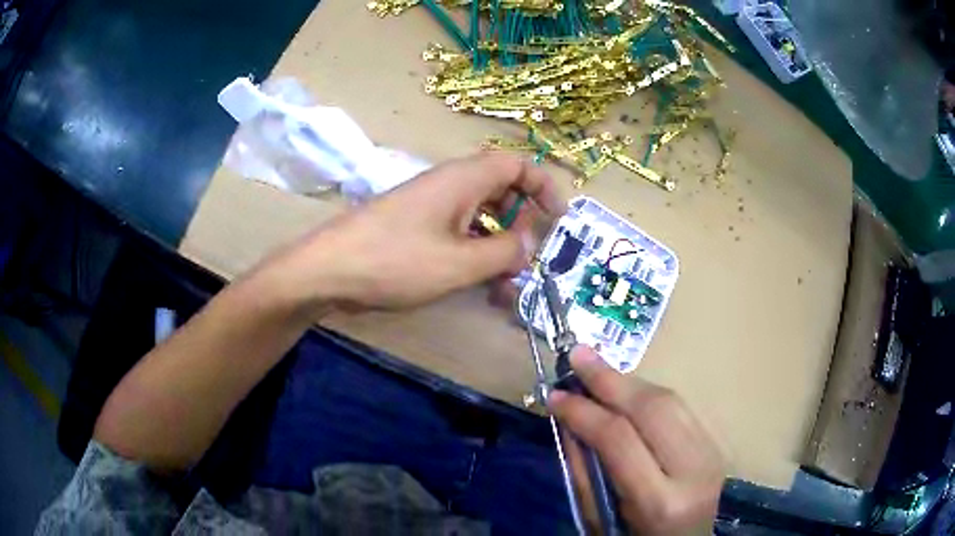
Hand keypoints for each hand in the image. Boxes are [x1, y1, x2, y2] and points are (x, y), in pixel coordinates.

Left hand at [265, 153, 564, 309]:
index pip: (516, 164)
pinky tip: (480, 289)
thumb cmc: (395, 260)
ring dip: (499, 251)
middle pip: (502, 193)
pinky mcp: (416, 230)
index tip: (559, 218)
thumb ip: (503, 253)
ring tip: (506, 290)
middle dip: (522, 227)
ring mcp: (431, 209)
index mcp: (463, 180)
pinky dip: (475, 258)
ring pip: (481, 221)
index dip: (543, 186)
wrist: (329, 270)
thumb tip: (527, 246)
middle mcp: (450, 187)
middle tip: (528, 261)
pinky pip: (458, 236)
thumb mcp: (459, 262)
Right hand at [548, 346, 723, 534]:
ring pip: (670, 400)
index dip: (584, 411)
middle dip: (610, 379)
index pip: (620, 440)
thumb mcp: (600, 520)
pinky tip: (625, 390)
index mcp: (661, 501)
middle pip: (653, 409)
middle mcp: (693, 471)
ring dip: (628, 381)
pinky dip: (647, 394)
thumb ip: (585, 472)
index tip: (554, 394)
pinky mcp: (716, 444)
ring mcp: (712, 454)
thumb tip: (568, 422)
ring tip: (596, 368)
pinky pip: (679, 408)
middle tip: (577, 354)